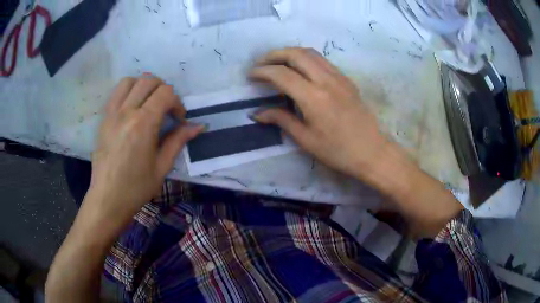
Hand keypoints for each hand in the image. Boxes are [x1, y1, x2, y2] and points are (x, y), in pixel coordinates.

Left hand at [85, 76, 203, 230]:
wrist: (108, 198)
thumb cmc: (136, 187)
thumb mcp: (162, 167)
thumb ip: (178, 141)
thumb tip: (198, 127)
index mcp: (143, 124)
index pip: (166, 93)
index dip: (177, 103)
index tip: (179, 120)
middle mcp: (126, 112)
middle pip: (149, 80)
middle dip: (163, 90)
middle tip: (166, 109)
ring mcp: (112, 113)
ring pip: (130, 81)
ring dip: (144, 86)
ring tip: (149, 103)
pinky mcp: (103, 118)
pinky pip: (116, 93)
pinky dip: (128, 91)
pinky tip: (132, 107)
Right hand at [250, 48, 388, 184]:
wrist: (372, 151)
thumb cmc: (337, 151)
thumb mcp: (305, 139)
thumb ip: (281, 120)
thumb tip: (257, 113)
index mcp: (313, 97)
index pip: (281, 74)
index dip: (262, 72)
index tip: (251, 76)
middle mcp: (326, 80)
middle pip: (296, 54)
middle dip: (274, 55)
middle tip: (261, 64)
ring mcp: (338, 77)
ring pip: (310, 53)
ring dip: (290, 53)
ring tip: (277, 63)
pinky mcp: (346, 79)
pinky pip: (322, 60)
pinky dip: (305, 58)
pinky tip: (300, 69)